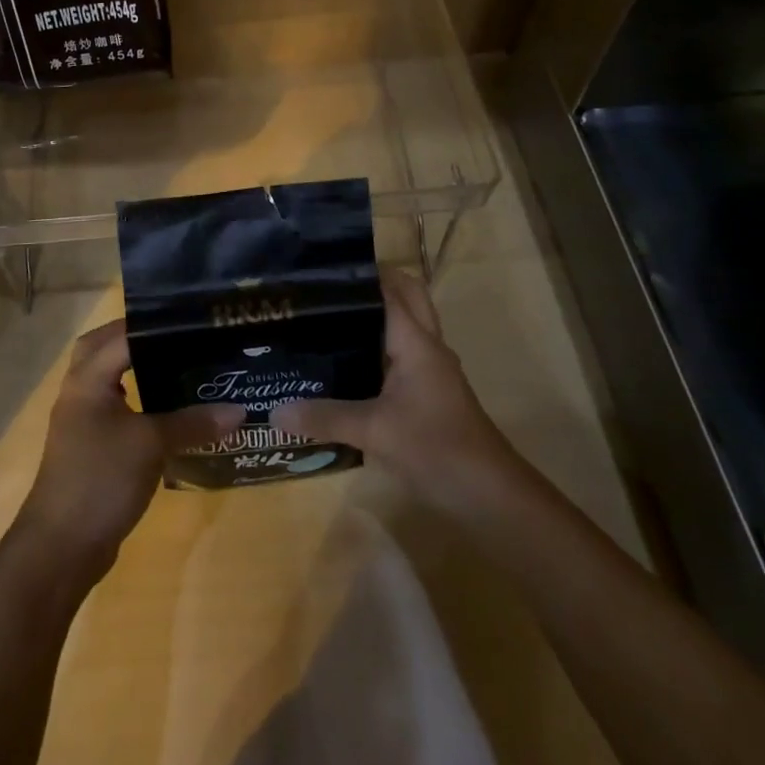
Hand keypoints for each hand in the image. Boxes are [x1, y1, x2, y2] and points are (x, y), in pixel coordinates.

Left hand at [18, 319, 242, 576]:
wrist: (61, 546)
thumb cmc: (101, 479)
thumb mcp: (151, 445)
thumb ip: (193, 423)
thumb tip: (239, 411)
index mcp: (88, 378)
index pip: (122, 334)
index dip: (156, 324)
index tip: (193, 319)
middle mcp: (80, 391)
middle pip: (105, 348)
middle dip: (138, 338)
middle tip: (178, 336)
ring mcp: (82, 420)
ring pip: (109, 379)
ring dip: (137, 369)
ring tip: (179, 365)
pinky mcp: (91, 447)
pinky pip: (116, 409)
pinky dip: (139, 401)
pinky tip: (169, 411)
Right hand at [273, 270, 534, 514]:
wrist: (490, 496)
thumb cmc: (436, 447)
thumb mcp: (374, 431)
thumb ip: (324, 417)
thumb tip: (274, 410)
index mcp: (416, 340)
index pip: (388, 288)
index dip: (358, 273)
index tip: (319, 268)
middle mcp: (426, 346)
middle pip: (404, 298)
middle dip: (369, 287)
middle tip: (324, 290)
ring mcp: (429, 370)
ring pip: (401, 327)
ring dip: (372, 318)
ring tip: (323, 318)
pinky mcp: (427, 393)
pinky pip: (398, 356)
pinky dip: (375, 349)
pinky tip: (342, 365)